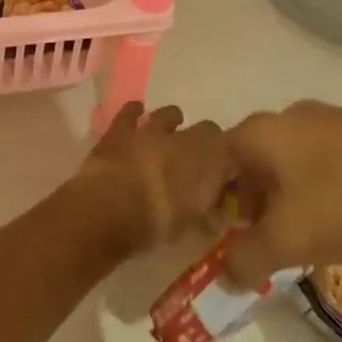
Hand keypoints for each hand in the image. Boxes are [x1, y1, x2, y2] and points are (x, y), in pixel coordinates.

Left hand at [74, 102, 234, 255]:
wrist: (108, 209)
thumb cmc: (157, 224)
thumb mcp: (192, 230)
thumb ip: (208, 219)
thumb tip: (216, 216)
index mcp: (210, 161)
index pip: (233, 151)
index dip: (230, 162)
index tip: (227, 176)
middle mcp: (185, 138)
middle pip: (207, 130)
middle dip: (206, 142)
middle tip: (199, 160)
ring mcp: (151, 130)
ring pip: (169, 114)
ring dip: (173, 122)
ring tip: (171, 131)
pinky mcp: (121, 130)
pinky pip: (130, 112)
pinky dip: (135, 111)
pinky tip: (137, 112)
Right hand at [221, 101, 341, 289]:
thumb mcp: (286, 242)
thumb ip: (246, 260)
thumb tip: (224, 277)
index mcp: (261, 132)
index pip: (218, 158)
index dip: (214, 194)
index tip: (224, 227)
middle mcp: (291, 115)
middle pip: (255, 156)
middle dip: (254, 195)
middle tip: (264, 233)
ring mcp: (333, 117)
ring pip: (294, 156)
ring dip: (290, 190)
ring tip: (308, 229)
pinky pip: (329, 157)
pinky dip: (325, 183)